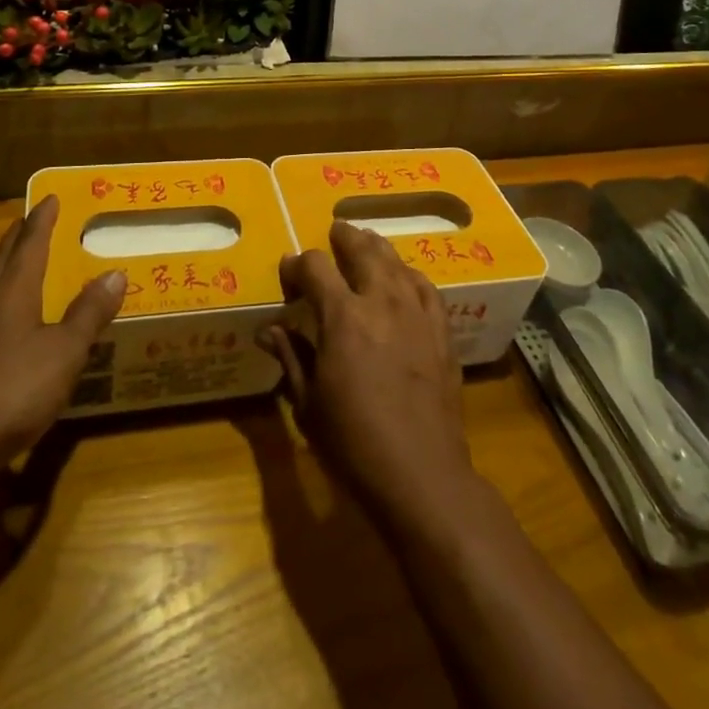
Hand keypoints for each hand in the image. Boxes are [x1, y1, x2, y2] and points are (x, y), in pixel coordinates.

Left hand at [0, 196, 124, 477]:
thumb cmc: (11, 388)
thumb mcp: (64, 351)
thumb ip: (88, 313)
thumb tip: (115, 273)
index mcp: (12, 291)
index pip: (30, 244)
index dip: (42, 221)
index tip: (49, 198)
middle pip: (4, 261)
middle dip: (19, 239)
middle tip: (31, 221)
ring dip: (10, 273)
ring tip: (27, 270)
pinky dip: (6, 311)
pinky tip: (16, 331)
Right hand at [258, 222, 476, 518]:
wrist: (421, 475)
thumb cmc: (353, 443)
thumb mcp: (308, 403)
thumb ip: (290, 356)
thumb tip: (268, 329)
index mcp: (343, 316)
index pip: (316, 266)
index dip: (298, 263)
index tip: (289, 271)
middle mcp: (381, 301)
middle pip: (362, 249)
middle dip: (344, 237)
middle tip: (334, 233)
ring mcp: (416, 313)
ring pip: (396, 262)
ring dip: (376, 248)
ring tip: (366, 244)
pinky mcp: (441, 331)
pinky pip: (425, 287)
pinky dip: (410, 275)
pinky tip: (405, 278)